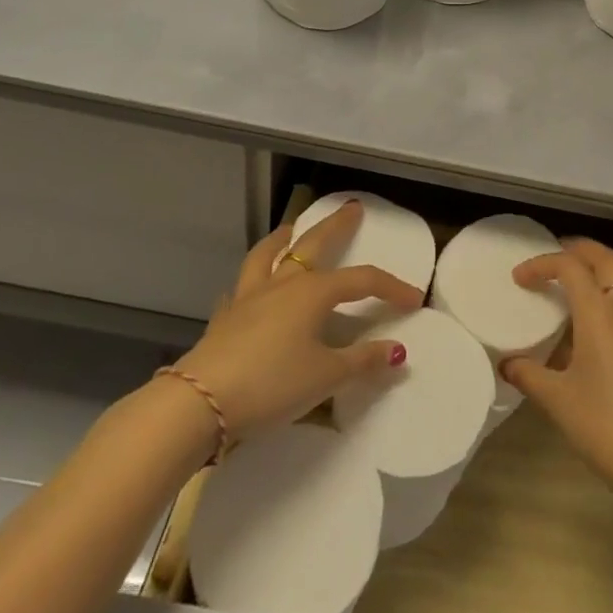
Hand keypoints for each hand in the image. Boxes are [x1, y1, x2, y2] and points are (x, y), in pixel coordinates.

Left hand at [171, 200, 421, 443]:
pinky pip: (241, 288)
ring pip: (268, 255)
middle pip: (313, 245)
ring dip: (283, 238)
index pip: (363, 280)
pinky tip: (249, 289)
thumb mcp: (326, 376)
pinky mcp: (224, 318)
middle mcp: (282, 284)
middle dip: (336, 226)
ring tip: (292, 228)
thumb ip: (362, 361)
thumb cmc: (272, 384)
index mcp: (313, 292)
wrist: (199, 403)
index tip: (413, 298)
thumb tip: (397, 352)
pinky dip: (251, 281)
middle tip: (351, 208)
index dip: (391, 287)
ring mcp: (249, 297)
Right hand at [502, 239, 612, 499]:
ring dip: (591, 272)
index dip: (541, 264)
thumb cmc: (604, 425)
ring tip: (561, 287)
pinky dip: (600, 295)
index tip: (518, 278)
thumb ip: (528, 374)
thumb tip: (507, 364)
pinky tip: (580, 326)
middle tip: (550, 257)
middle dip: (577, 248)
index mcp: (599, 313)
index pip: (570, 265)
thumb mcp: (557, 399)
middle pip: (604, 258)